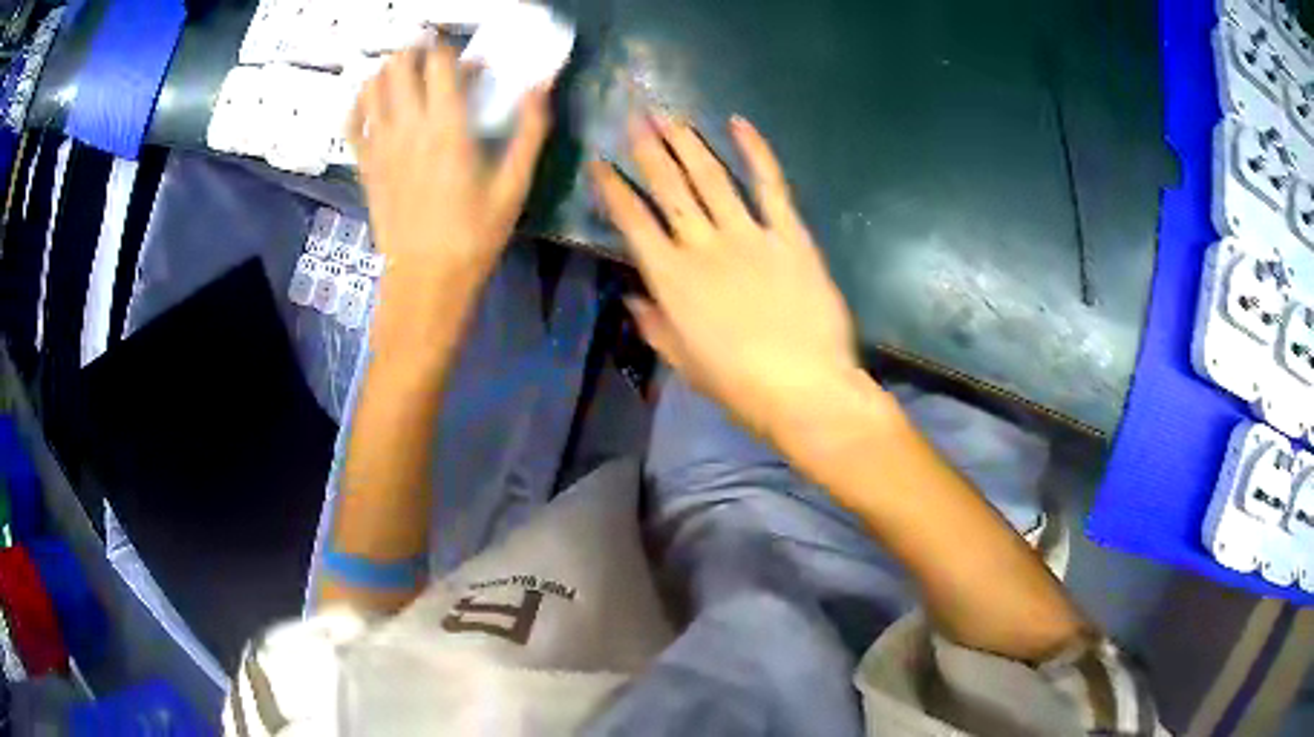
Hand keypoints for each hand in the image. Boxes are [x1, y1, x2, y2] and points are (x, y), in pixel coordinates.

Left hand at [349, 45, 551, 301]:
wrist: (426, 279)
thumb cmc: (474, 234)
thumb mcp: (514, 185)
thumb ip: (529, 131)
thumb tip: (540, 86)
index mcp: (448, 127)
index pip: (439, 63)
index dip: (449, 48)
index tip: (461, 54)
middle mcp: (409, 127)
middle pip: (400, 65)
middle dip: (416, 51)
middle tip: (431, 57)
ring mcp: (380, 145)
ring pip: (373, 86)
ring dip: (388, 69)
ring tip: (404, 72)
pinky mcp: (365, 164)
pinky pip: (352, 121)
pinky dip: (360, 102)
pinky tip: (372, 100)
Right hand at [592, 115, 864, 438]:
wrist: (803, 387)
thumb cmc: (739, 385)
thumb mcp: (684, 363)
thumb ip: (656, 326)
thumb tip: (635, 299)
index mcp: (670, 278)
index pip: (632, 222)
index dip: (613, 189)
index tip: (599, 162)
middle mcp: (702, 245)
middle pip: (669, 187)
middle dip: (648, 148)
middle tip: (635, 115)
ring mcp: (748, 234)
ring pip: (710, 177)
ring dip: (688, 143)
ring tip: (670, 116)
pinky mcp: (788, 234)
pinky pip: (770, 184)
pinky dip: (755, 152)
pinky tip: (739, 124)